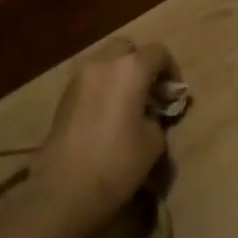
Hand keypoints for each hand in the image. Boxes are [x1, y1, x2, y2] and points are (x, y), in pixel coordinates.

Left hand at [28, 36, 177, 233]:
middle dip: (141, 63)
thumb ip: (156, 117)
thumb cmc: (118, 161)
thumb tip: (148, 115)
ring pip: (105, 61)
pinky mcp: (63, 97)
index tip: (174, 94)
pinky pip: (90, 80)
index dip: (171, 70)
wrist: (64, 190)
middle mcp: (103, 63)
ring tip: (128, 103)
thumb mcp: (154, 140)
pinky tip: (107, 114)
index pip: (159, 53)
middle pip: (127, 48)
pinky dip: (102, 87)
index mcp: (131, 68)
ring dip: (119, 74)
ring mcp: (79, 78)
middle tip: (150, 91)